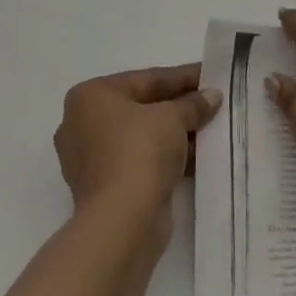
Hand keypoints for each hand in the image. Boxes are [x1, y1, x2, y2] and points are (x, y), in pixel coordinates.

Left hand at [54, 64, 220, 231]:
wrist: (122, 221)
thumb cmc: (140, 151)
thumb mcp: (173, 117)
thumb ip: (193, 103)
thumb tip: (212, 96)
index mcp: (90, 97)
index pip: (146, 79)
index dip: (182, 76)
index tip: (210, 74)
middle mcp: (82, 124)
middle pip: (143, 107)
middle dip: (179, 105)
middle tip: (212, 100)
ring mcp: (90, 158)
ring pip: (142, 136)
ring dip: (175, 132)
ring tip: (211, 127)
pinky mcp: (103, 187)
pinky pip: (139, 160)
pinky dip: (165, 156)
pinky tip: (197, 154)